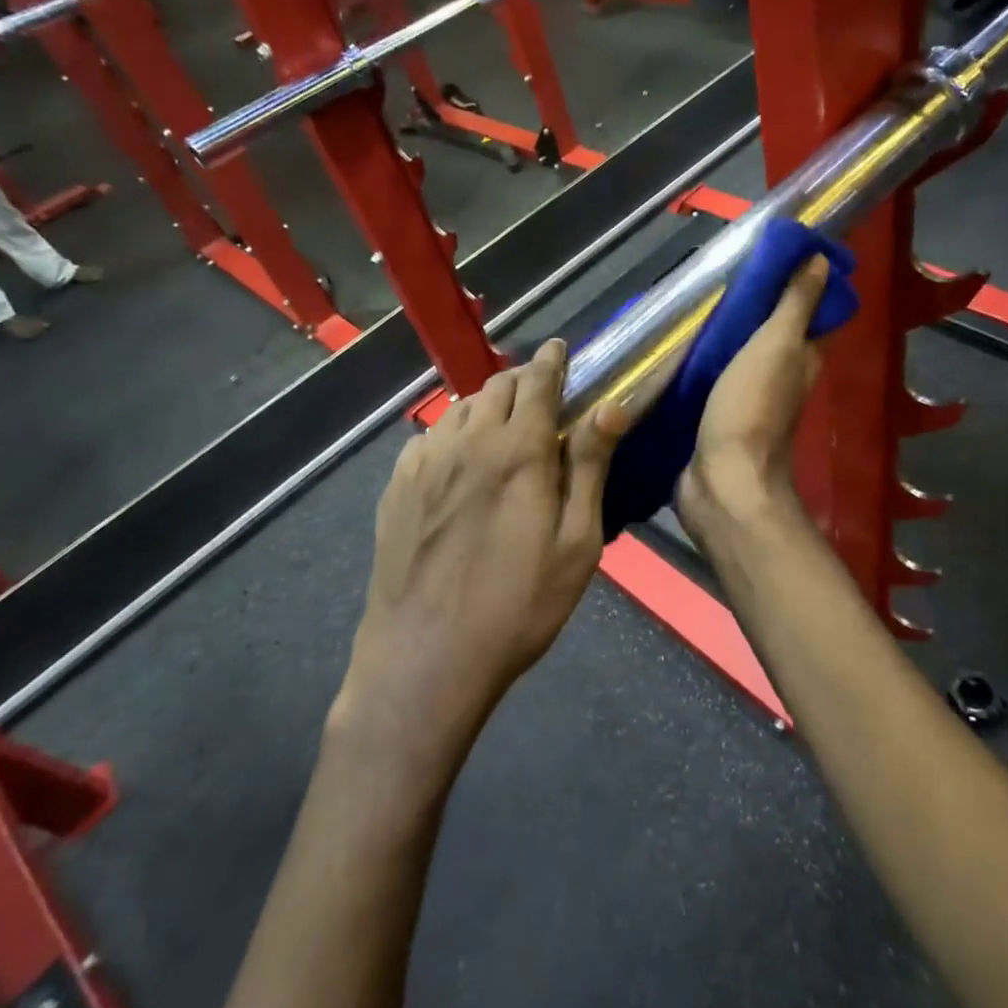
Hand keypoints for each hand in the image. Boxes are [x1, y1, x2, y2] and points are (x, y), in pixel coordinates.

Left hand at [337, 339, 629, 750]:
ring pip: (460, 407)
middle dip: (522, 379)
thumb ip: (589, 467)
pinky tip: (460, 460)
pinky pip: (430, 436)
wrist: (425, 658)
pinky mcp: (397, 487)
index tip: (559, 349)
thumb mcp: (576, 543)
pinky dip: (453, 432)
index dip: (552, 360)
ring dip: (487, 404)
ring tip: (503, 426)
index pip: (537, 382)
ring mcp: (424, 462)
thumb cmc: (518, 606)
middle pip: (496, 386)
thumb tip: (610, 406)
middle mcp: (467, 441)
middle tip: (541, 395)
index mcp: (517, 450)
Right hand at [677, 256, 829, 540]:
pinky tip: (676, 344)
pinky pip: (709, 378)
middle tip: (715, 274)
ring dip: (720, 332)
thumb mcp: (777, 346)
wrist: (721, 482)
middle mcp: (778, 377)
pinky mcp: (714, 415)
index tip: (767, 253)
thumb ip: (795, 305)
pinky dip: (698, 360)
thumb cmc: (751, 409)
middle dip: (748, 305)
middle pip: (767, 332)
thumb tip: (821, 259)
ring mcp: (744, 398)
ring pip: (735, 354)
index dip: (795, 282)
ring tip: (690, 301)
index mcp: (800, 359)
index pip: (806, 312)